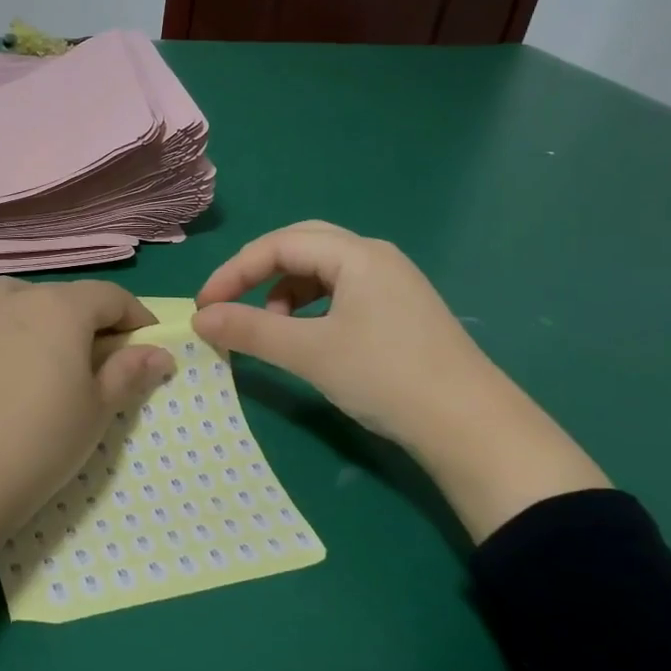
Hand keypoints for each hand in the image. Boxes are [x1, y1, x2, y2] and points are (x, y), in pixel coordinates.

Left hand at [0, 278, 174, 555]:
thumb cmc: (40, 443)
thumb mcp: (97, 411)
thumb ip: (129, 372)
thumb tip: (159, 353)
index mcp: (59, 307)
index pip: (111, 297)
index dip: (136, 319)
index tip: (147, 348)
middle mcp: (12, 297)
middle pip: (62, 299)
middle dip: (86, 324)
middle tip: (96, 366)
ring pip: (14, 304)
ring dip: (36, 323)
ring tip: (41, 362)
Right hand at [190, 221, 495, 449]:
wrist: (470, 426)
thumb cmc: (385, 377)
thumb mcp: (309, 352)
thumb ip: (249, 330)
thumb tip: (199, 318)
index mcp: (357, 255)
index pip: (279, 245)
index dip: (234, 271)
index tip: (205, 306)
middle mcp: (375, 257)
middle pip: (301, 246)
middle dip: (258, 272)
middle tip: (230, 303)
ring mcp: (392, 283)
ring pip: (322, 271)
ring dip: (285, 292)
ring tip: (271, 328)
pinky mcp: (399, 311)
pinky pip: (341, 293)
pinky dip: (310, 308)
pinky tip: (306, 337)